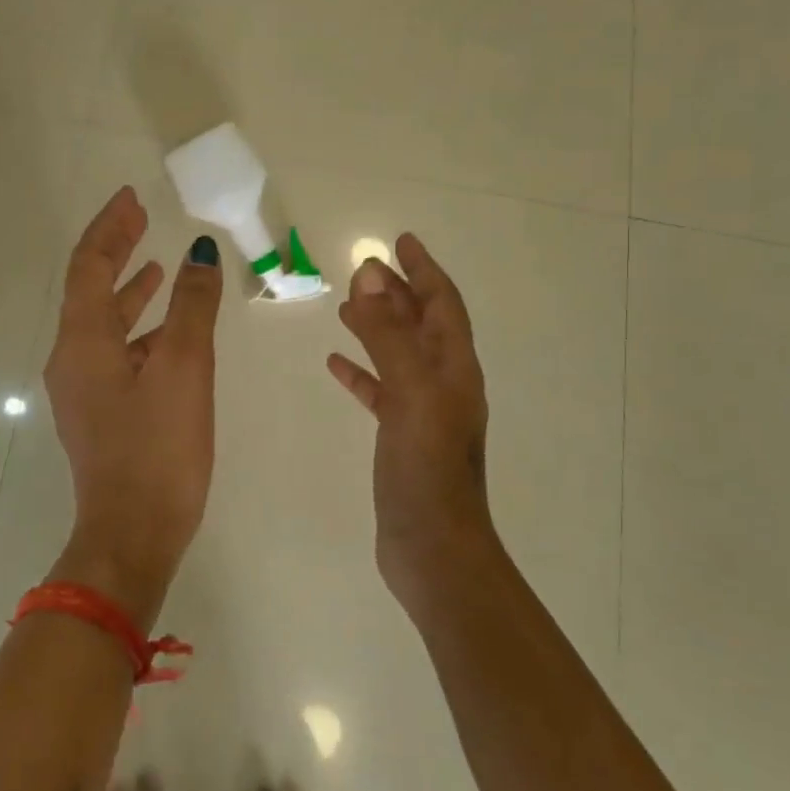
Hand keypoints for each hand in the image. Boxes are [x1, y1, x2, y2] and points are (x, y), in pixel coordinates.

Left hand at [43, 187, 223, 627]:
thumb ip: (192, 306)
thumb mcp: (184, 368)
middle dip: (116, 250)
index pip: (88, 265)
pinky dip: (138, 327)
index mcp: (82, 341)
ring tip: (158, 266)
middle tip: (141, 218)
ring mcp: (82, 388)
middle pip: (89, 288)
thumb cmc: (158, 448)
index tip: (132, 198)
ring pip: (102, 321)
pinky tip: (167, 332)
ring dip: (128, 289)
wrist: (132, 535)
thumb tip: (200, 253)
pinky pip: (114, 350)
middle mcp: (72, 358)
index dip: (110, 227)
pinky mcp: (100, 412)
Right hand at [328, 233, 493, 609]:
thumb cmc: (426, 467)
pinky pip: (380, 390)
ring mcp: (422, 411)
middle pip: (421, 324)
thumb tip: (371, 275)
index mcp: (454, 367)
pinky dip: (361, 371)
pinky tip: (335, 364)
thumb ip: (389, 333)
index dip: (424, 269)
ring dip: (376, 327)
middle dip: (397, 293)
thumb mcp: (409, 391)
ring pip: (398, 354)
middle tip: (365, 270)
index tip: (402, 241)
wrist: (433, 549)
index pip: (442, 303)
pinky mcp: (401, 437)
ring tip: (346, 308)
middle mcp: (443, 383)